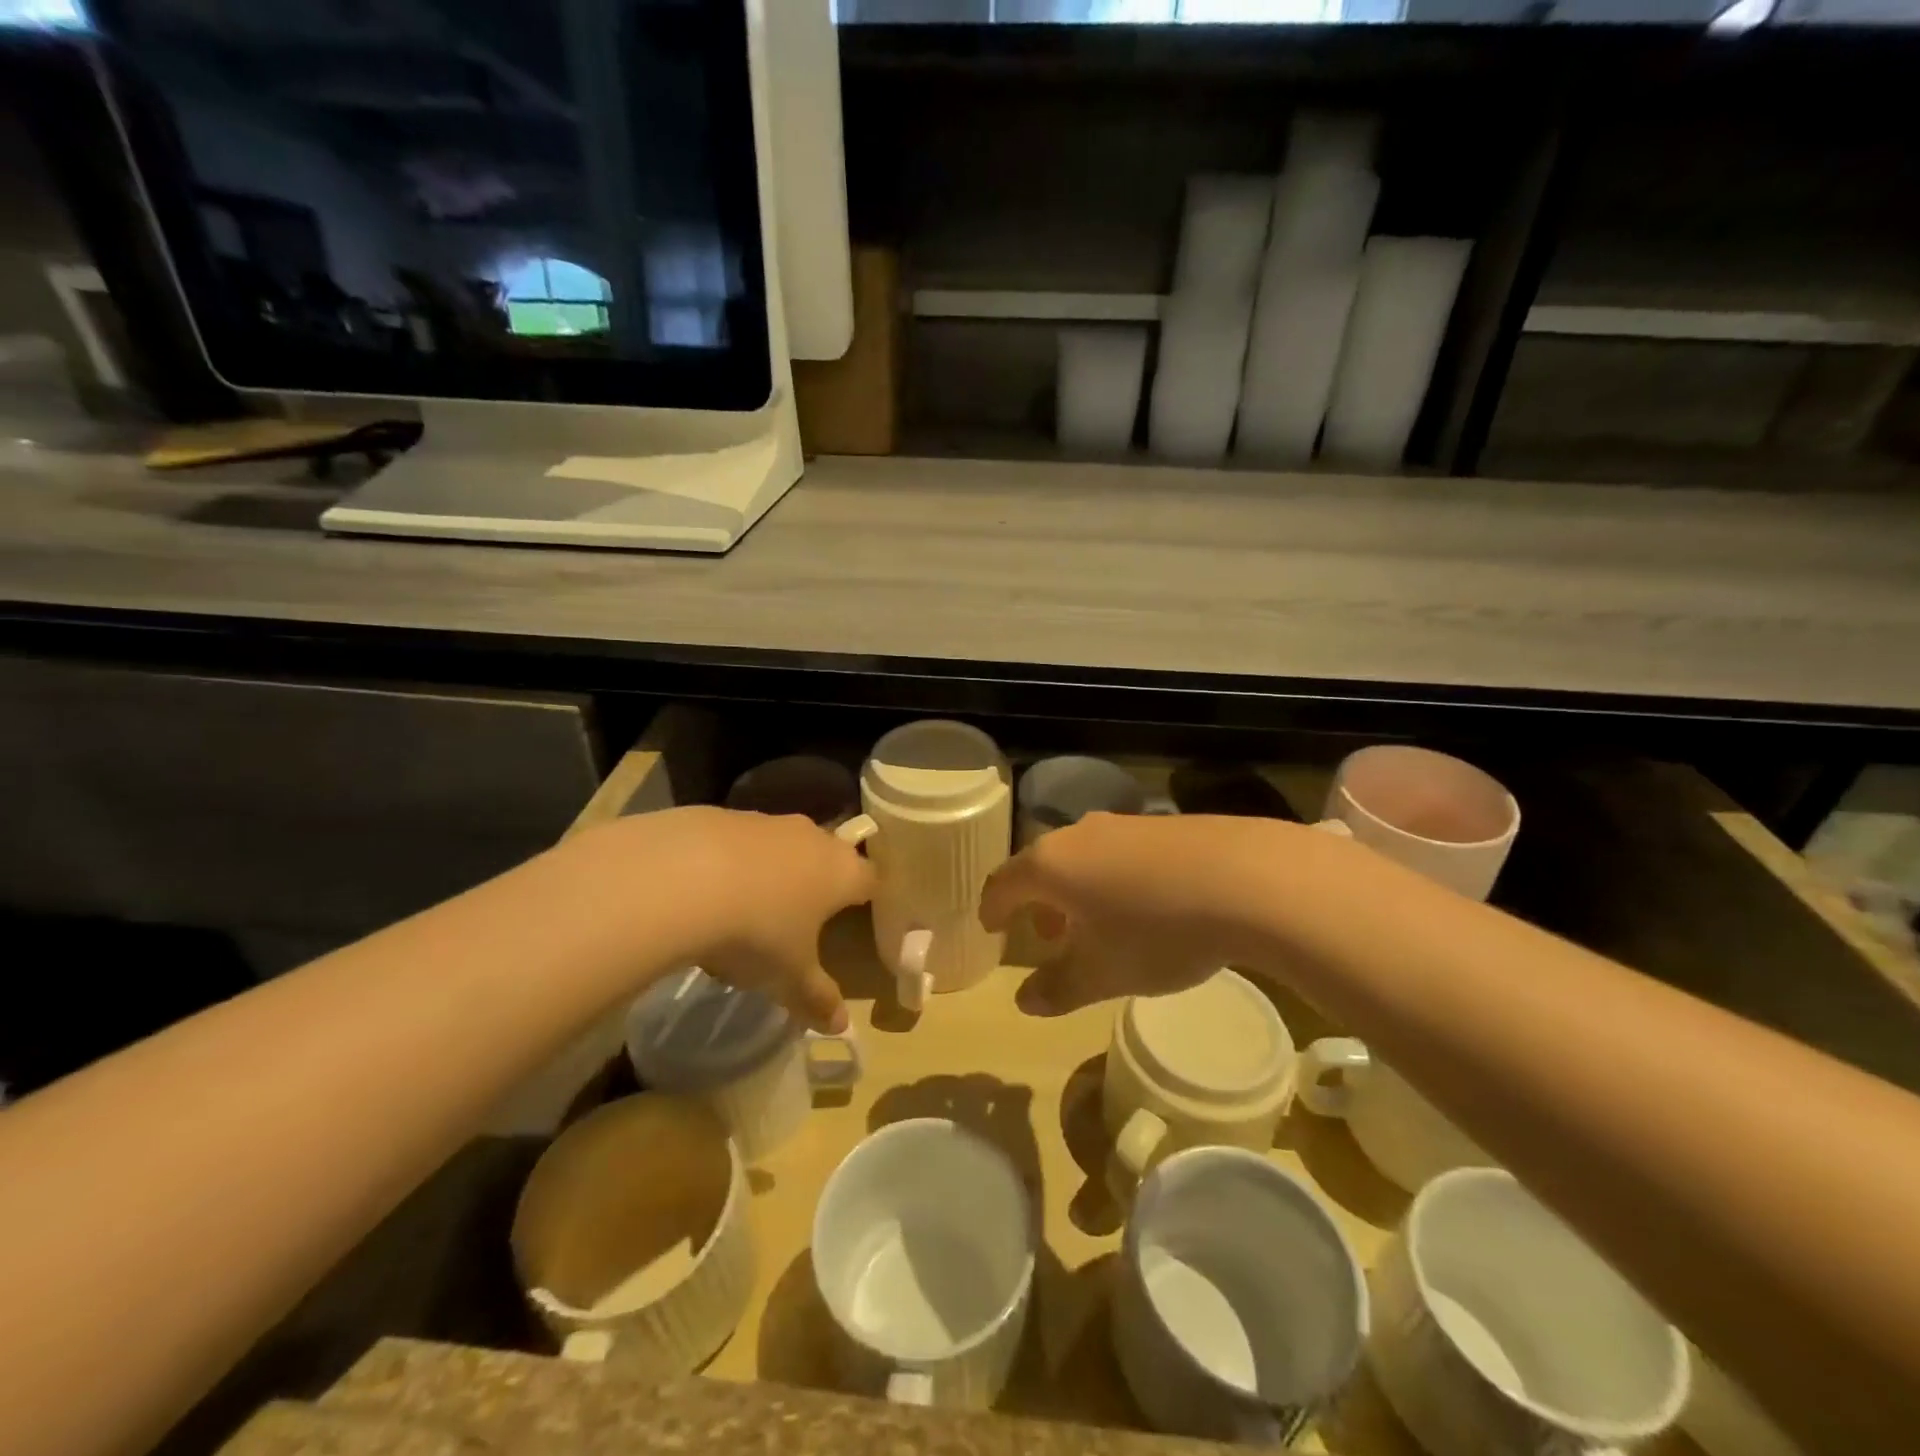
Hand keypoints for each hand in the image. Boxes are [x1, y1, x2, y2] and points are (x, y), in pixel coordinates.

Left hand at [627, 807, 873, 1032]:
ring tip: (749, 909)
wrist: (682, 877)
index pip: (870, 879)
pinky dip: (733, 862)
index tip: (859, 912)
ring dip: (774, 870)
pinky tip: (707, 892)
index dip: (867, 896)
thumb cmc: (757, 931)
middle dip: (819, 882)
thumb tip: (841, 1026)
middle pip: (828, 855)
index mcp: (841, 872)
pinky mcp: (723, 815)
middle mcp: (812, 838)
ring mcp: (767, 822)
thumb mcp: (788, 977)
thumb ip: (817, 998)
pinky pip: (740, 842)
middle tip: (804, 915)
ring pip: (783, 846)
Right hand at [980, 812, 1302, 1014]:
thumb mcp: (1103, 974)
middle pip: (1041, 866)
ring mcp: (1122, 824)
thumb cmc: (1157, 931)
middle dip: (1038, 903)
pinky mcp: (1161, 824)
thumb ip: (1058, 988)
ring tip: (1097, 927)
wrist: (1247, 879)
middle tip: (1049, 938)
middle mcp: (1078, 834)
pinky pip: (1117, 852)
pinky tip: (1144, 906)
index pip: (1002, 883)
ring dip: (1076, 892)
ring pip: (1081, 858)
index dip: (992, 909)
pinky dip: (1111, 879)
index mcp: (1050, 865)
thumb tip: (1025, 1001)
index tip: (991, 928)